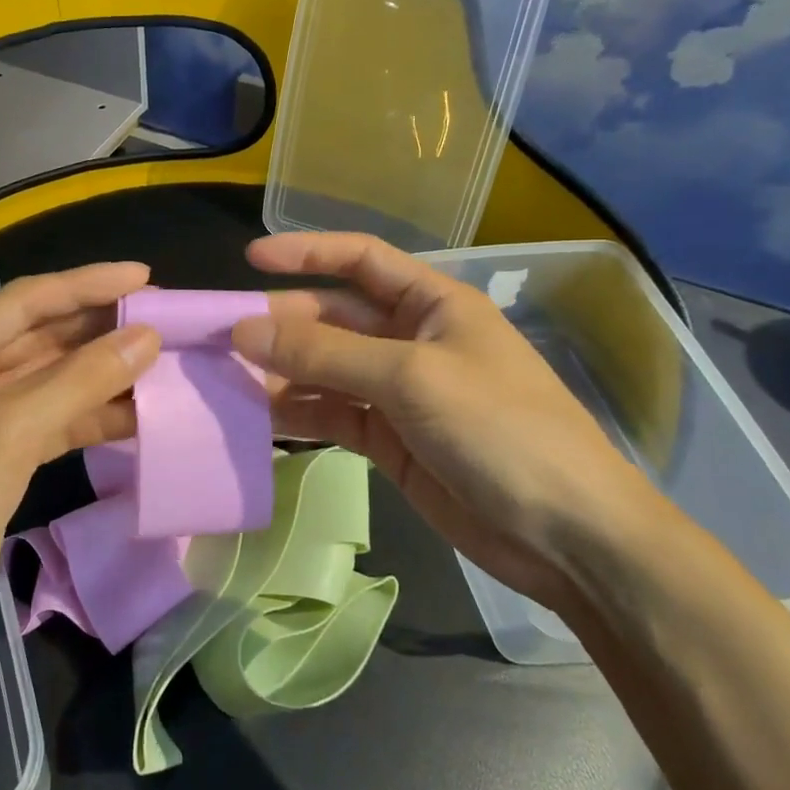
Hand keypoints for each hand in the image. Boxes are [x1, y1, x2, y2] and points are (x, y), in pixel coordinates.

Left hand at [0, 263, 162, 655]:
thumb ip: (81, 380)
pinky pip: (53, 419)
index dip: (88, 284)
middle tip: (160, 317)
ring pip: (52, 378)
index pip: (28, 300)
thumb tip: (146, 336)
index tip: (144, 276)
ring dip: (102, 373)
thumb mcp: (11, 433)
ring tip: (160, 362)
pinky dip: (91, 415)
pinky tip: (136, 413)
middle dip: (100, 328)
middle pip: (42, 336)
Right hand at [230, 233, 668, 608]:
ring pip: (325, 371)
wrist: (568, 536)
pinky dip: (297, 415)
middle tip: (221, 339)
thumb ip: (324, 354)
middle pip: (333, 318)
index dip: (306, 252)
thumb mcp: (410, 379)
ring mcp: (398, 393)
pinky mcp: (388, 440)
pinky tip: (258, 419)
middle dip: (281, 325)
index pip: (359, 260)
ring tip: (226, 382)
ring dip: (281, 374)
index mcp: (432, 304)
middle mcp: (410, 340)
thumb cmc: (501, 430)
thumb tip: (244, 332)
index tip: (249, 258)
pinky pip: (331, 415)